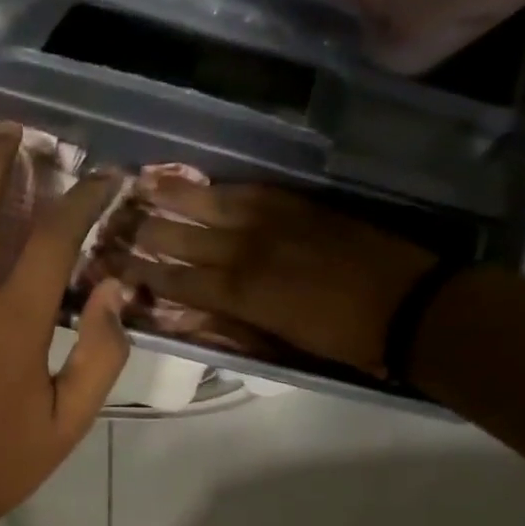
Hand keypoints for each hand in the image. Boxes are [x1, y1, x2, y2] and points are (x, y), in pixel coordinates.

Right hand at [113, 181, 434, 375]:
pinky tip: (203, 183)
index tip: (114, 264)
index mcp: (241, 293)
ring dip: (174, 196)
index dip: (144, 273)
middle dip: (146, 231)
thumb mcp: (281, 343)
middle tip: (114, 220)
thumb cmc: (343, 339)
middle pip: (183, 237)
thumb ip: (233, 322)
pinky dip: (221, 188)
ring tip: (142, 184)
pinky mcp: (299, 204)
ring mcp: (274, 221)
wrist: (410, 306)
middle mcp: (247, 250)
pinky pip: (250, 190)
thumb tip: (195, 311)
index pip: (177, 280)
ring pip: (211, 204)